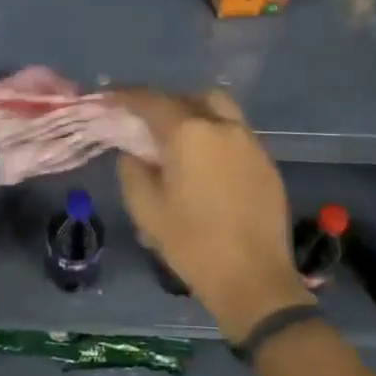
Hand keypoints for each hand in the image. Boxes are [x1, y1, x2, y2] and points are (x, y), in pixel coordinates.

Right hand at [110, 89, 313, 342]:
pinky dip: (216, 137)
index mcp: (188, 133)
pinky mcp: (267, 163)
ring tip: (178, 141)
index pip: (151, 101)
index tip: (109, 98)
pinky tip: (206, 165)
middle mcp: (222, 127)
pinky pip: (236, 135)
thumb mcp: (145, 209)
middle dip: (166, 103)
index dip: (126, 96)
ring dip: (195, 115)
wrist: (253, 279)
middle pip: (191, 97)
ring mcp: (250, 143)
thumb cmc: (192, 244)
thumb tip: (134, 152)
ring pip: (220, 111)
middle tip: (147, 123)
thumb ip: (132, 169)